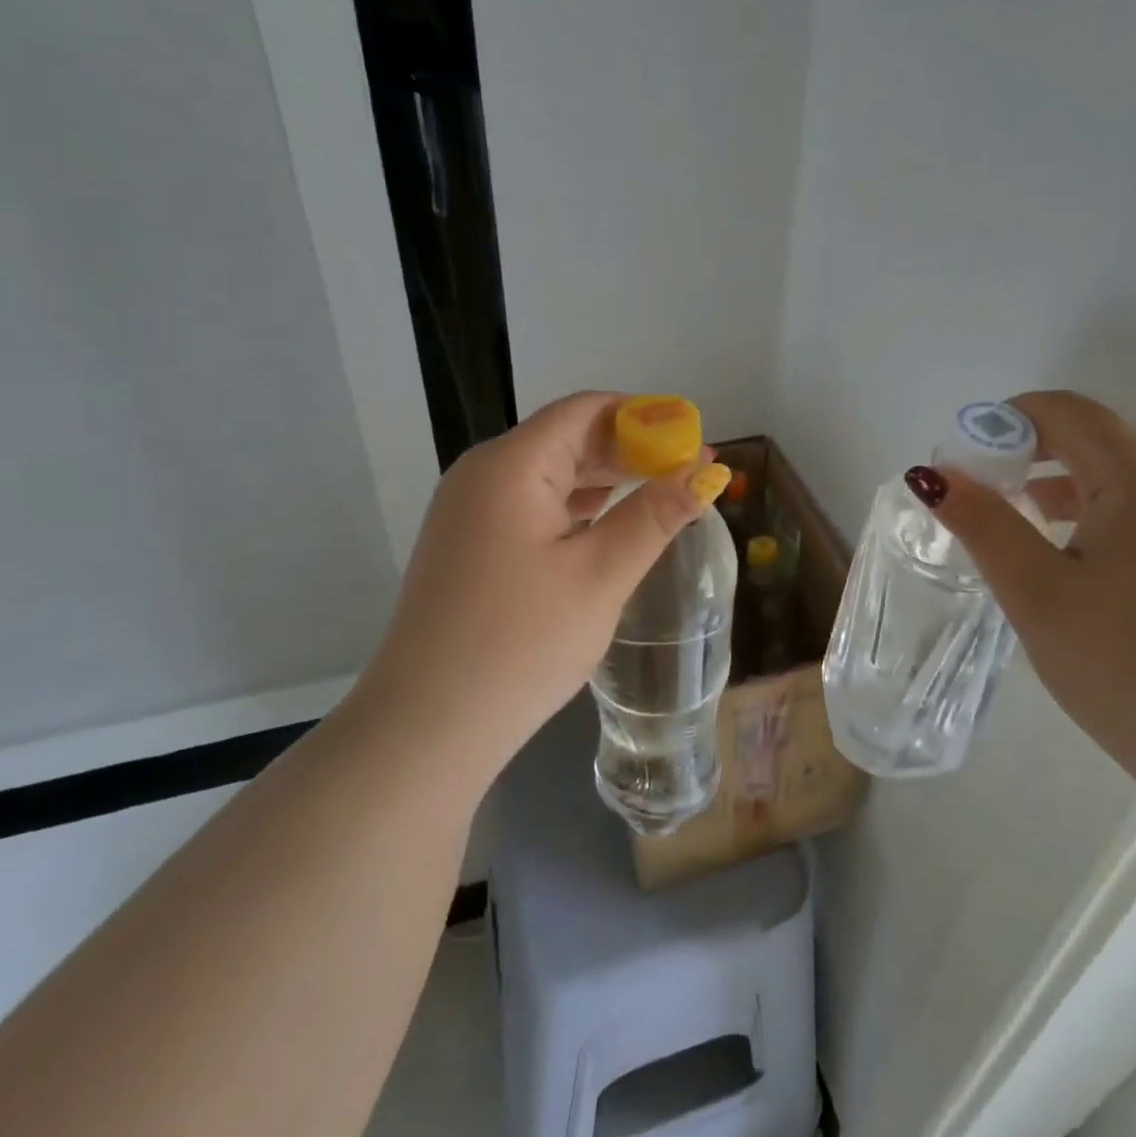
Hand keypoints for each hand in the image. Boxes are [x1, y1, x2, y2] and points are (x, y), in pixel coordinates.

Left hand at [355, 392, 729, 779]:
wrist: (427, 726)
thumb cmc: (521, 643)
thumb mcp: (601, 575)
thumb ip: (656, 514)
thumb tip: (708, 470)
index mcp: (511, 465)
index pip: (585, 410)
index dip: (644, 416)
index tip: (693, 439)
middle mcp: (483, 473)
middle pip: (566, 437)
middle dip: (629, 449)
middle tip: (688, 472)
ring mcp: (468, 510)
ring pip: (548, 473)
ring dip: (604, 479)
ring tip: (659, 494)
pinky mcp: (467, 543)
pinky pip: (529, 505)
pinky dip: (574, 507)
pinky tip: (607, 524)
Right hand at [919, 391, 1135, 815]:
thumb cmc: (1130, 668)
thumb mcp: (1038, 593)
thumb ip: (983, 523)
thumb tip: (933, 475)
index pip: (1064, 411)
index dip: (1003, 423)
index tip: (964, 466)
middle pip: (1094, 440)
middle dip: (1029, 458)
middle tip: (982, 504)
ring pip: (1123, 479)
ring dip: (1062, 490)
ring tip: (1021, 537)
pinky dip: (1102, 518)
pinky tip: (1081, 572)